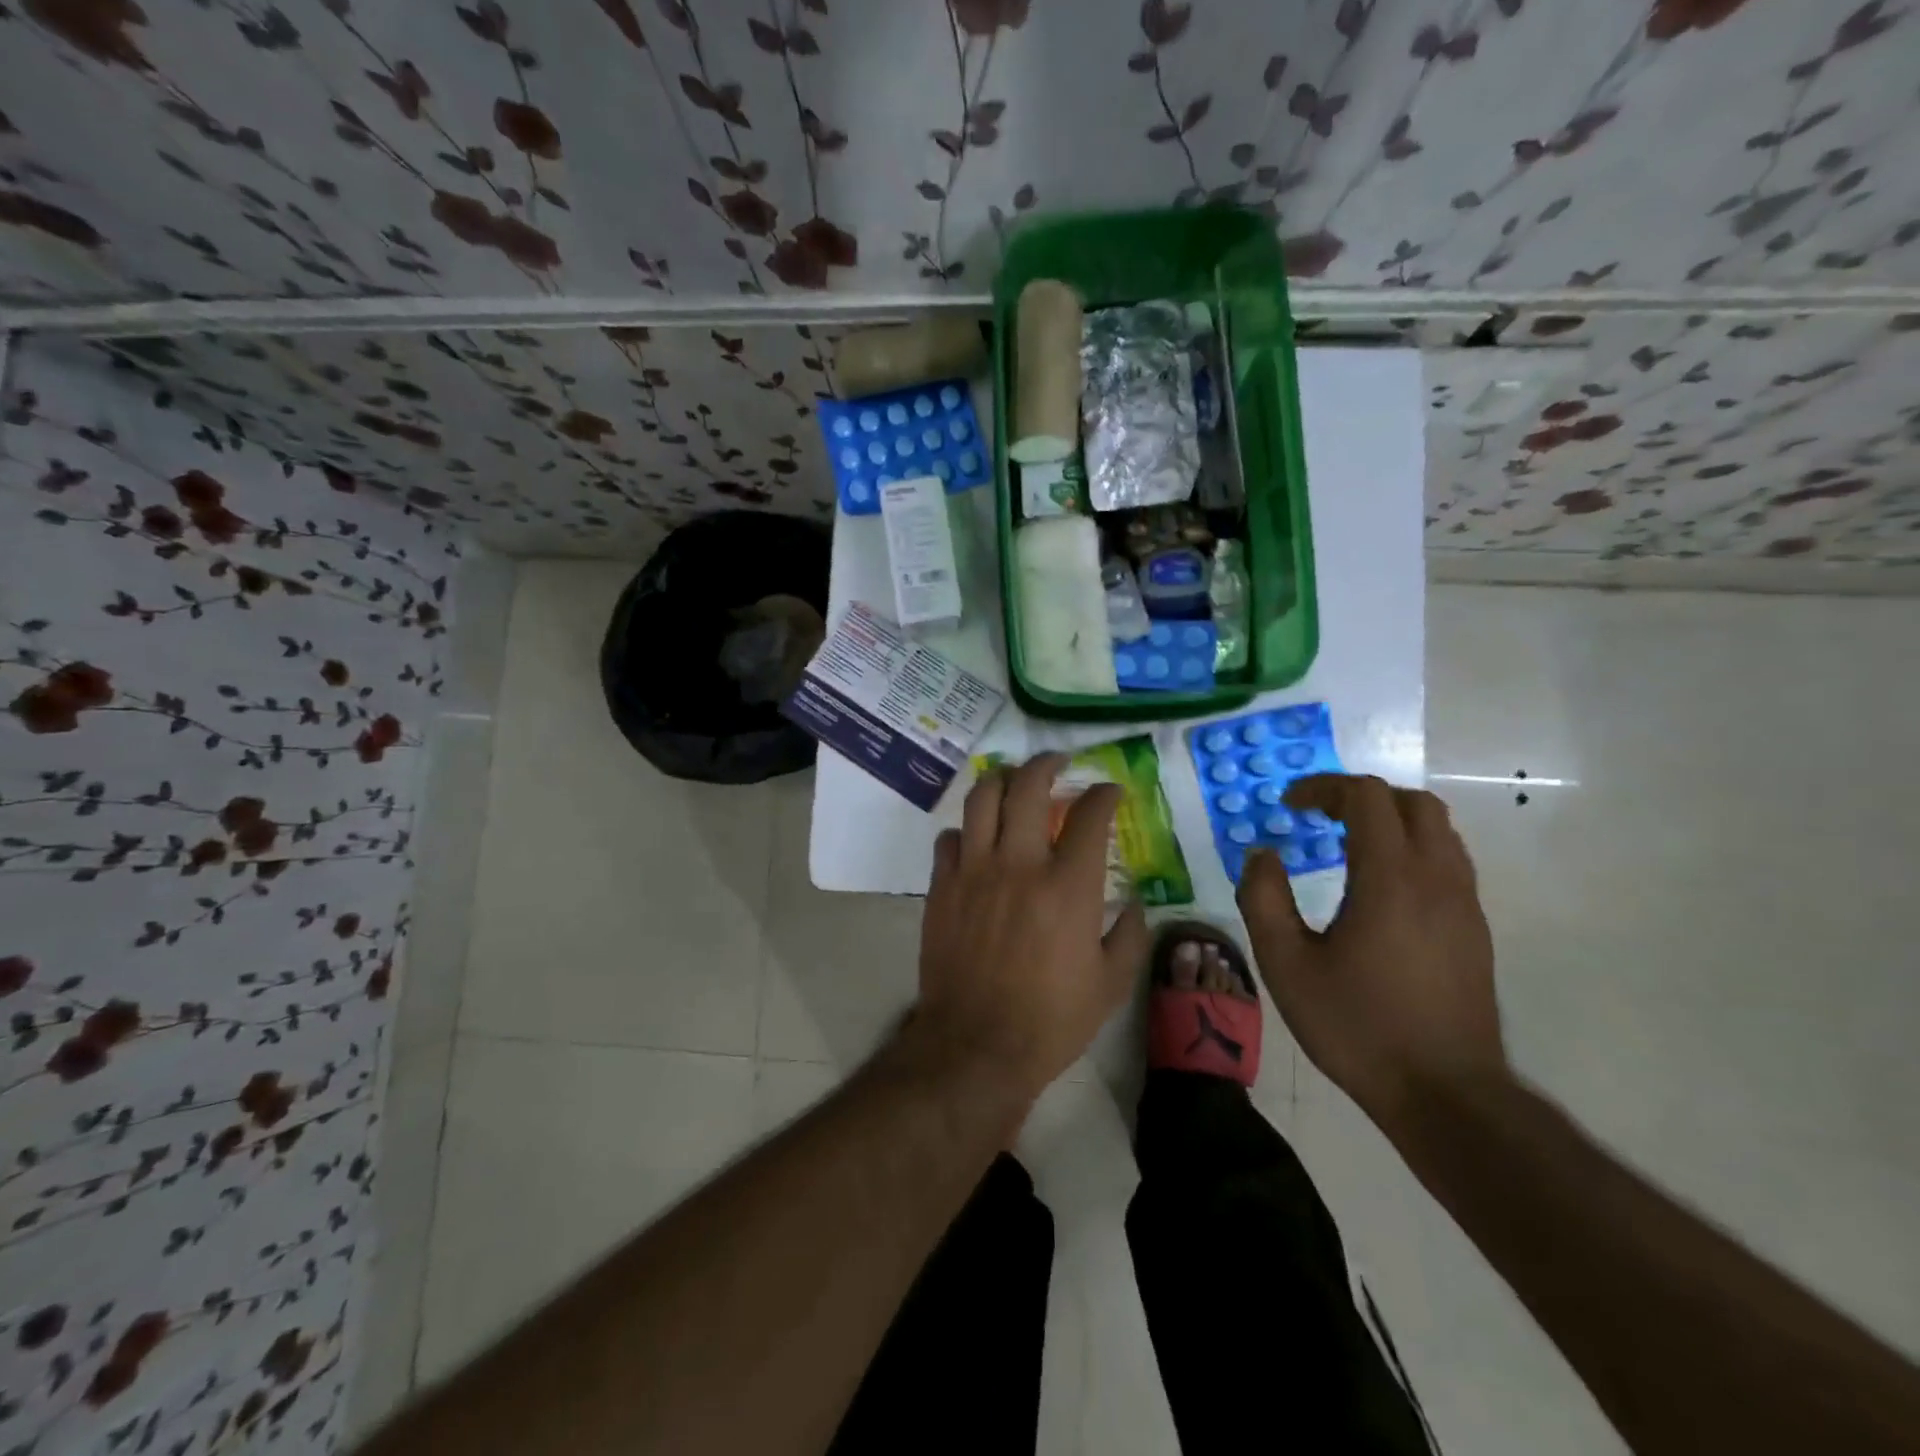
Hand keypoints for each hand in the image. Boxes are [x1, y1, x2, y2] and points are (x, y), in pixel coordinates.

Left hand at [911, 754, 1150, 1101]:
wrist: (976, 1046)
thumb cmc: (1051, 1020)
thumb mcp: (1112, 984)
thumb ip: (1130, 934)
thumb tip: (1133, 900)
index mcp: (1068, 886)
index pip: (1089, 816)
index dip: (1104, 794)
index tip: (1110, 791)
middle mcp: (1019, 864)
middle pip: (1028, 787)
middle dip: (1047, 764)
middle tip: (1057, 763)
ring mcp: (974, 871)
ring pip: (982, 799)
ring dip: (1002, 781)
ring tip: (1013, 781)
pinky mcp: (941, 886)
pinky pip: (950, 838)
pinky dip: (967, 829)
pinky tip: (977, 839)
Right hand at [1236, 774, 1507, 1131]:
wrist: (1445, 1094)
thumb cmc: (1357, 1026)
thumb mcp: (1286, 964)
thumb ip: (1263, 899)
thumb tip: (1262, 855)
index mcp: (1390, 878)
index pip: (1366, 797)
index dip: (1323, 788)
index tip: (1289, 806)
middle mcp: (1437, 878)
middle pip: (1411, 802)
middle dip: (1361, 797)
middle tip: (1320, 817)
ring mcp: (1464, 904)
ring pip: (1439, 830)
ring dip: (1391, 821)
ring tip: (1348, 844)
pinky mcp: (1475, 930)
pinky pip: (1449, 862)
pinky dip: (1412, 849)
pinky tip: (1380, 888)